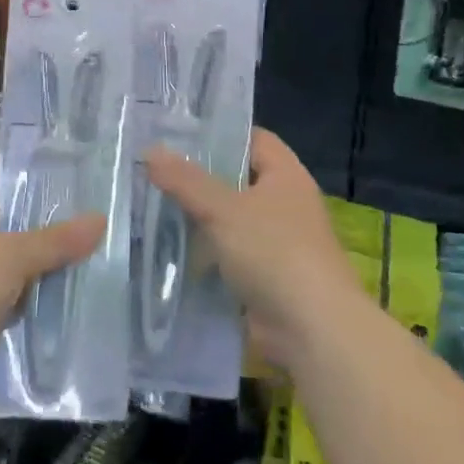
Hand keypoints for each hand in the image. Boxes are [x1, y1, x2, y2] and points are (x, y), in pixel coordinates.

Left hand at [0, 186, 103, 418]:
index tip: (82, 209)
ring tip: (96, 285)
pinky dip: (31, 322)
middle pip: (15, 242)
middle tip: (101, 250)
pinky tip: (69, 324)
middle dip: (51, 250)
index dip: (40, 201)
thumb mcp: (10, 257)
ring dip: (44, 290)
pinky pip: (8, 319)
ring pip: (14, 284)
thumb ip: (55, 241)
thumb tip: (100, 219)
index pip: (6, 197)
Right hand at [146, 129, 360, 372]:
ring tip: (152, 206)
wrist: (312, 330)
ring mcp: (278, 242)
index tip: (177, 135)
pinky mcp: (267, 276)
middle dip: (200, 178)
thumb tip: (150, 150)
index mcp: (286, 175)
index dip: (218, 133)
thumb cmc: (274, 253)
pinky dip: (206, 253)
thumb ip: (186, 181)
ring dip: (200, 219)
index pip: (252, 138)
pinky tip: (171, 250)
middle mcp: (286, 203)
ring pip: (231, 219)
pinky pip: (230, 254)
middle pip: (238, 179)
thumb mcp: (223, 210)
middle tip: (155, 170)